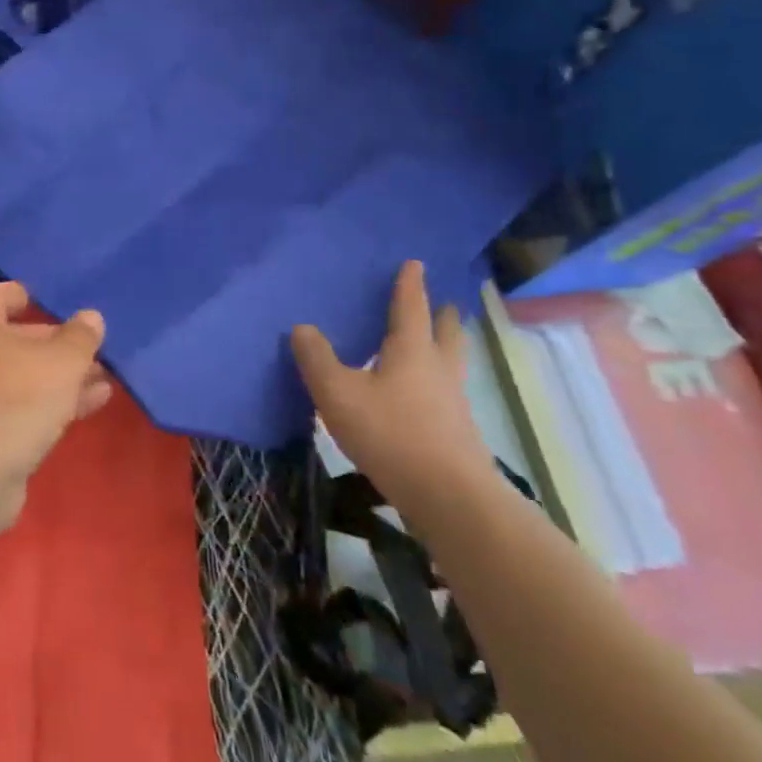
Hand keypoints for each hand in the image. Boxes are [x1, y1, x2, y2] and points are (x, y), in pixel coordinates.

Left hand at [0, 282, 111, 526]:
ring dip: (63, 374)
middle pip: (17, 338)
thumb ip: (81, 337)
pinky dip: (56, 400)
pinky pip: (26, 405)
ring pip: (26, 375)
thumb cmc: (18, 397)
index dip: (22, 294)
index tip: (51, 299)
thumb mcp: (62, 361)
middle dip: (57, 341)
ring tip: (106, 375)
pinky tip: (95, 401)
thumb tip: (90, 317)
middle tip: (94, 345)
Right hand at [292, 261, 496, 532]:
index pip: (411, 307)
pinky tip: (423, 395)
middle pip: (445, 333)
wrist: (450, 497)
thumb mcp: (339, 394)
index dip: (410, 285)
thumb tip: (303, 327)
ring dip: (446, 347)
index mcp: (412, 350)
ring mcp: (453, 402)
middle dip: (442, 316)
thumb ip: (317, 359)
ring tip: (437, 343)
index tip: (416, 263)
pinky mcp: (458, 432)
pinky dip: (438, 380)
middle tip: (443, 303)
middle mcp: (438, 369)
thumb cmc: (392, 434)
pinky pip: (447, 392)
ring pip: (452, 363)